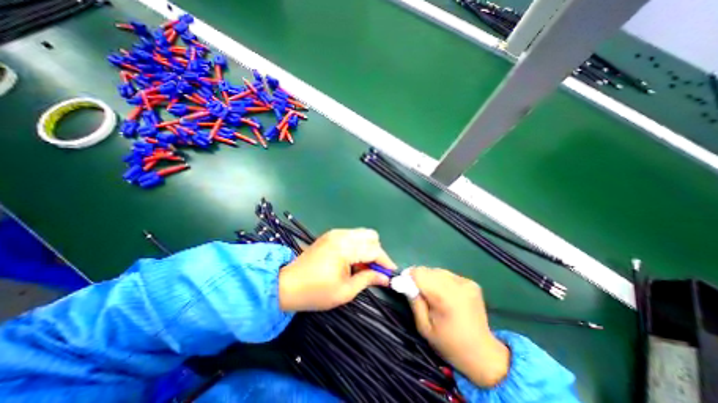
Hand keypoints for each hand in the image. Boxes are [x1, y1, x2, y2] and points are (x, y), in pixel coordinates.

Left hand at [277, 231, 398, 311]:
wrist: (287, 285)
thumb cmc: (316, 292)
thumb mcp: (345, 291)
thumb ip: (368, 279)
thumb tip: (385, 278)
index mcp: (345, 248)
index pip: (374, 250)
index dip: (385, 262)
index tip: (392, 273)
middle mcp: (342, 235)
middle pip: (371, 236)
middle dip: (377, 252)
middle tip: (374, 269)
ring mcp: (335, 233)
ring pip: (362, 234)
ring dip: (368, 248)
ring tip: (363, 266)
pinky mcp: (330, 235)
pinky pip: (352, 236)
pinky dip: (358, 246)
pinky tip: (352, 260)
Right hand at [410, 268, 509, 386]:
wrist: (483, 354)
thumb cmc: (449, 343)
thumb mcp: (424, 328)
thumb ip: (414, 302)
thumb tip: (404, 283)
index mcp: (445, 297)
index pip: (419, 273)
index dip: (409, 277)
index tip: (404, 284)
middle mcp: (457, 285)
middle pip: (428, 270)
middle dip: (419, 278)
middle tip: (418, 293)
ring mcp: (466, 282)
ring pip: (438, 271)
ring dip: (430, 278)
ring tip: (433, 294)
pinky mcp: (471, 282)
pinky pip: (448, 275)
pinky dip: (442, 281)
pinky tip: (445, 294)